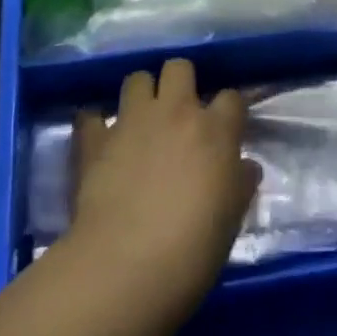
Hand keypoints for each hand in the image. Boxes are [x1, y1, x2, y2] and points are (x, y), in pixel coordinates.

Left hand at [65, 59, 259, 314]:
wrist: (126, 267)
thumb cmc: (193, 249)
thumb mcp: (231, 220)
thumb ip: (239, 184)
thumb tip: (244, 167)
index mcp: (215, 130)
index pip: (231, 97)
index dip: (228, 110)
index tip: (225, 129)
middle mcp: (175, 112)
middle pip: (179, 68)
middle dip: (180, 83)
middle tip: (179, 113)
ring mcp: (132, 121)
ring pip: (137, 78)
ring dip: (141, 95)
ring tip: (141, 121)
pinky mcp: (95, 139)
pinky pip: (91, 115)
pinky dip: (96, 124)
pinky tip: (100, 139)